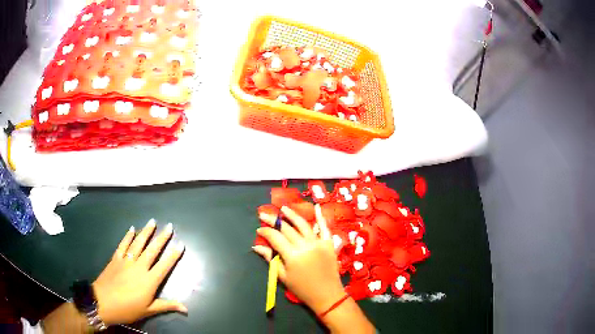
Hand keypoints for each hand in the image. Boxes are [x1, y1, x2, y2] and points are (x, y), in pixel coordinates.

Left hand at [92, 219, 186, 325]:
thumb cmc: (128, 309)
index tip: (181, 244)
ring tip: (152, 221)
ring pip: (138, 243)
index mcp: (149, 281)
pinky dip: (127, 236)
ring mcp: (126, 261)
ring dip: (146, 232)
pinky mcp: (116, 258)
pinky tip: (132, 229)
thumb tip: (186, 308)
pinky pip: (123, 244)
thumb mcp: (148, 310)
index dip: (173, 255)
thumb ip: (166, 306)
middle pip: (152, 250)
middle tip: (169, 226)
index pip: (164, 265)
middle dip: (162, 238)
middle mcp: (139, 267)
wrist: (103, 302)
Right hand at [253, 205, 344, 313]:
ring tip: (284, 208)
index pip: (276, 237)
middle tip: (265, 215)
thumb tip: (257, 246)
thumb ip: (271, 259)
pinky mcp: (329, 243)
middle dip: (275, 221)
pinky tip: (316, 207)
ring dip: (293, 215)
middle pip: (287, 229)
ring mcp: (318, 243)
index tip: (259, 229)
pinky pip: (324, 228)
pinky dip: (320, 217)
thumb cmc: (302, 288)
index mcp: (292, 255)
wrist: (326, 295)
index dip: (266, 231)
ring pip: (303, 224)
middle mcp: (305, 245)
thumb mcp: (283, 276)